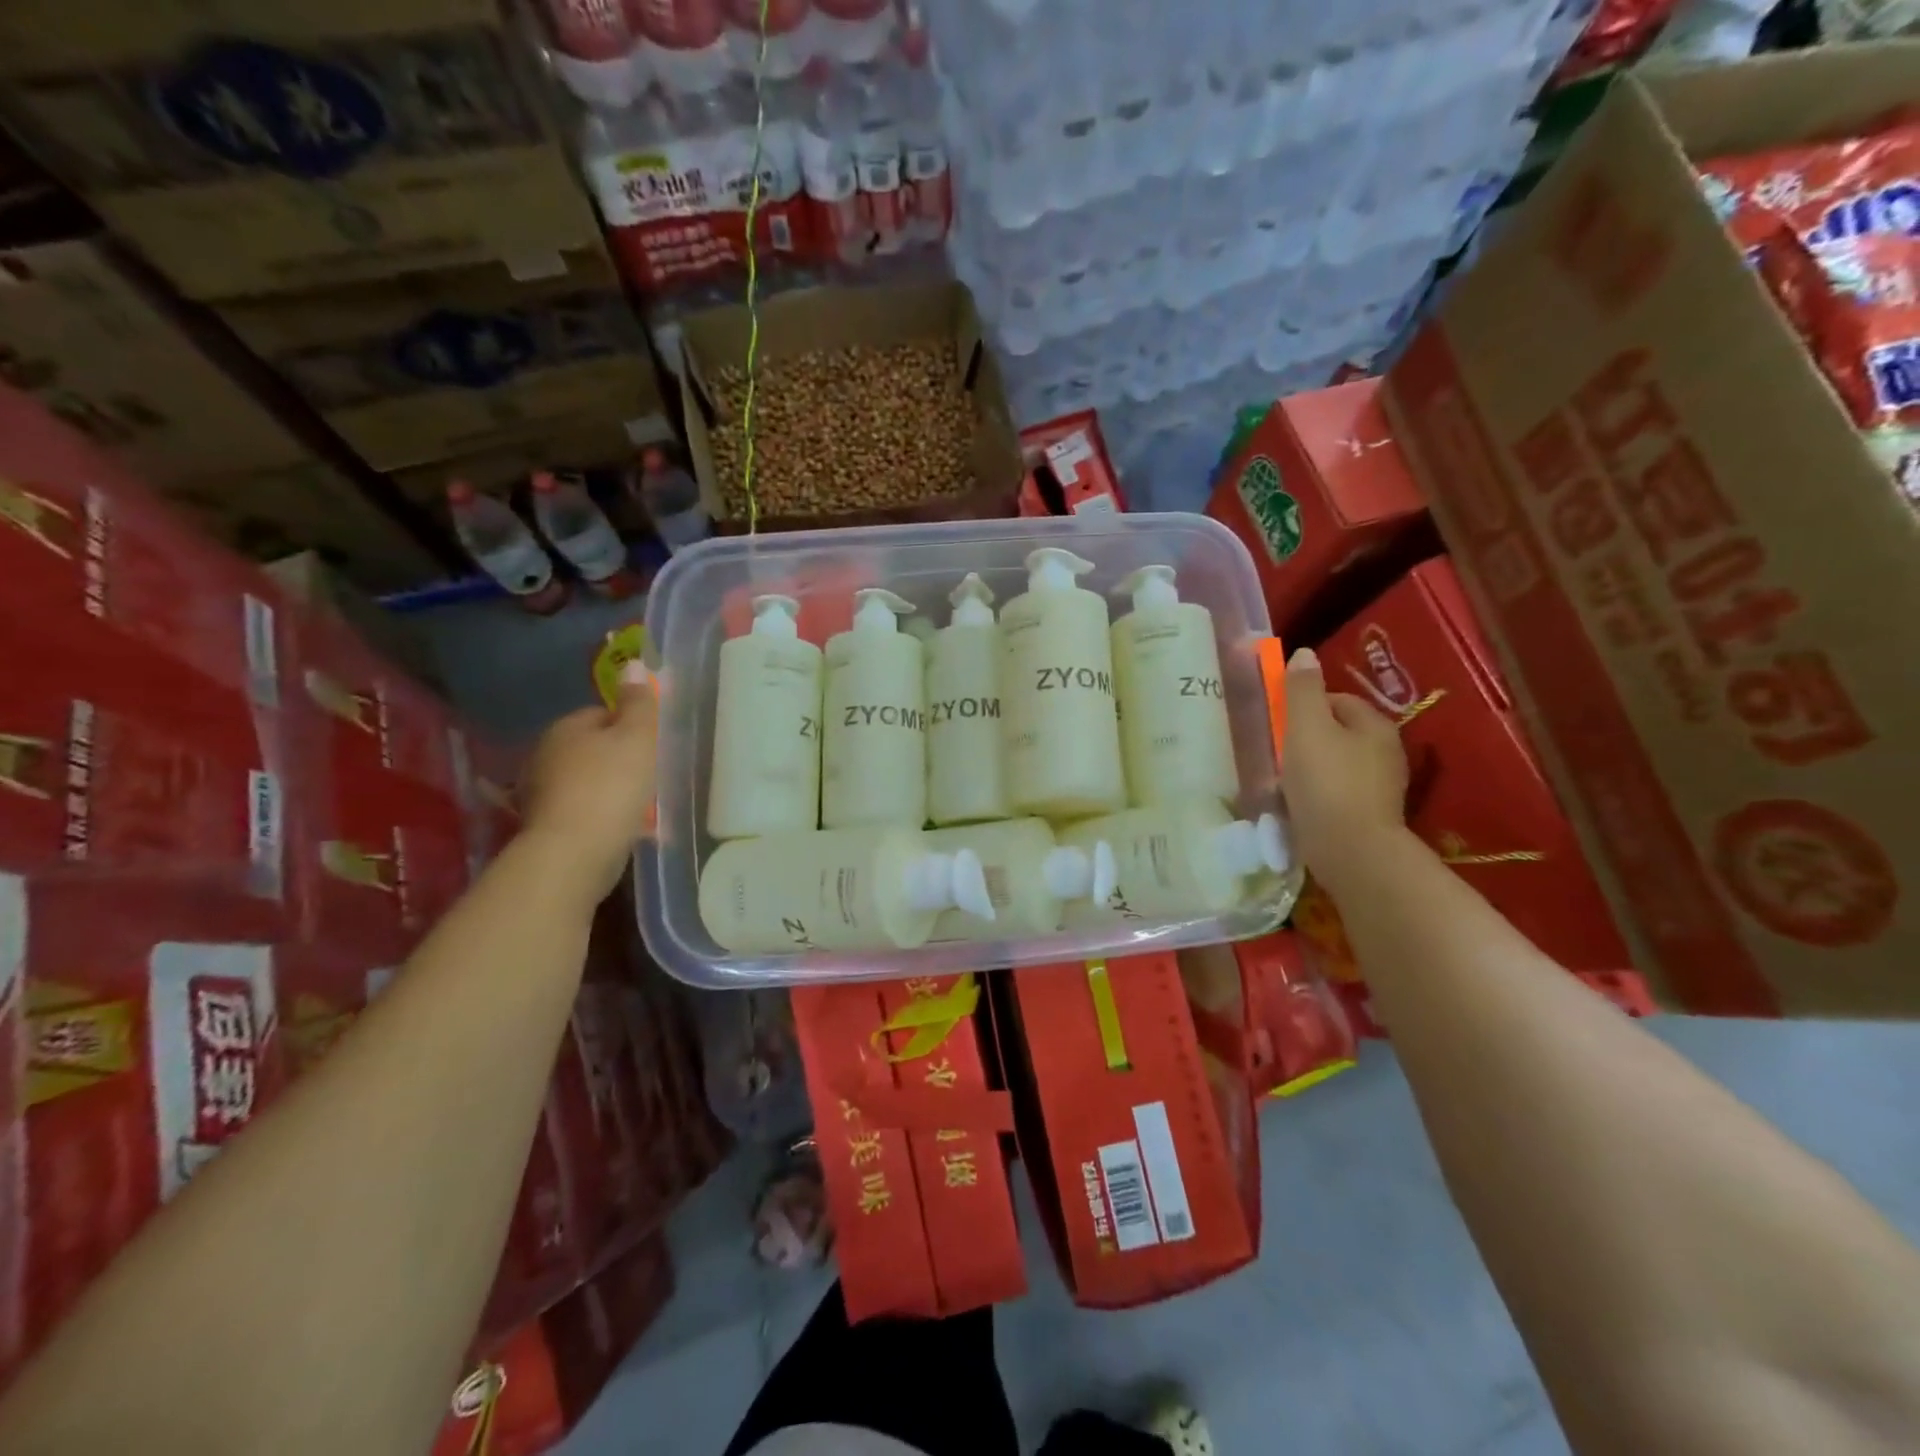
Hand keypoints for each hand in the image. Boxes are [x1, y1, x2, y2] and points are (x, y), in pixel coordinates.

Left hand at [519, 662, 658, 900]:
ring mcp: (541, 793)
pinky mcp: (546, 826)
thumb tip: (633, 663)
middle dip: (620, 760)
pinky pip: (583, 811)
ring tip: (641, 809)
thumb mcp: (636, 738)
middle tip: (651, 778)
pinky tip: (622, 829)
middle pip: (593, 748)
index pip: (602, 714)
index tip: (653, 747)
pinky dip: (601, 815)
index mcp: (565, 727)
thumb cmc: (611, 786)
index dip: (632, 728)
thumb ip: (638, 703)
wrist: (574, 853)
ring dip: (611, 790)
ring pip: (588, 781)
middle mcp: (545, 755)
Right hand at [1281, 646, 1409, 887]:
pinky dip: (1319, 794)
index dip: (1303, 706)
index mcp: (1375, 724)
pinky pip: (1338, 792)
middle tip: (1277, 754)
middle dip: (1306, 739)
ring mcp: (1382, 786)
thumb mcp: (1306, 728)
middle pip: (1337, 732)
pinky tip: (1299, 806)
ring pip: (1337, 764)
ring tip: (1283, 783)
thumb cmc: (1326, 782)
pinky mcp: (1371, 815)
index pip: (1336, 699)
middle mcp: (1387, 751)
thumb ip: (1302, 690)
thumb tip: (1305, 653)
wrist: (1352, 851)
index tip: (1279, 724)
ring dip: (1310, 769)